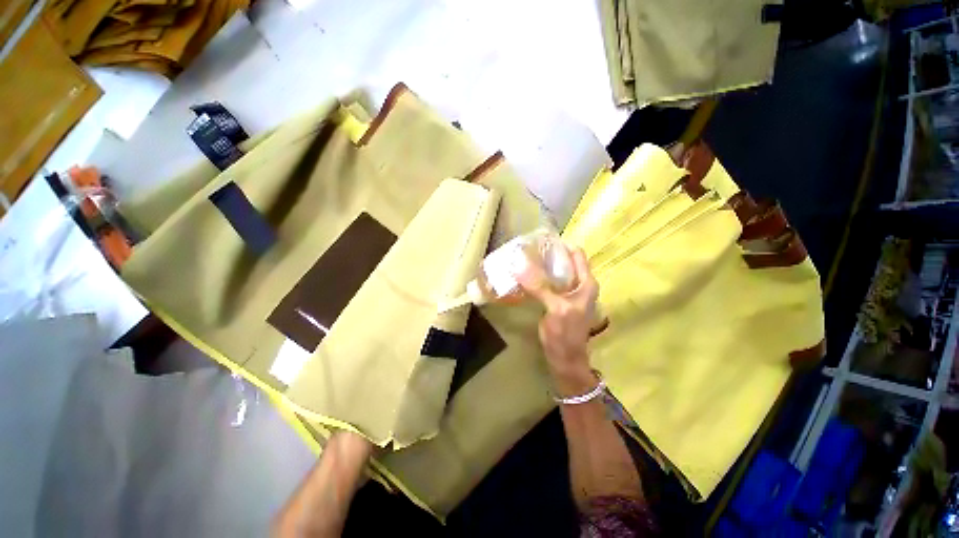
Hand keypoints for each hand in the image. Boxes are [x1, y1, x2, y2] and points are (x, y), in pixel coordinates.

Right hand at [516, 245, 599, 393]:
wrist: (564, 358)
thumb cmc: (565, 334)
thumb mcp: (554, 308)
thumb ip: (540, 287)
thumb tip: (520, 265)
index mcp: (586, 283)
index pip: (576, 254)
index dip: (561, 245)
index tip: (541, 239)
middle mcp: (579, 284)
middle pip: (565, 261)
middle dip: (548, 254)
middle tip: (527, 248)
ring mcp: (568, 292)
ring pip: (555, 272)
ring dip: (542, 266)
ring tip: (524, 259)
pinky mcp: (557, 299)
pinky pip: (548, 283)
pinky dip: (539, 278)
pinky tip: (525, 275)